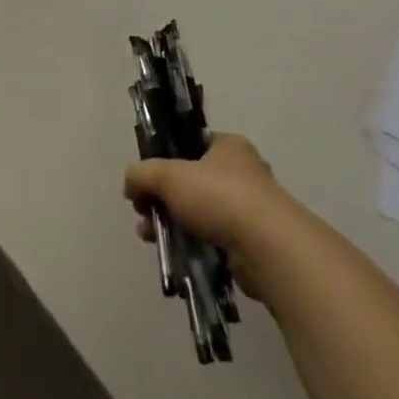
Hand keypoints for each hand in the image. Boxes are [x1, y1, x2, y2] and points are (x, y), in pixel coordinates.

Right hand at [123, 133, 300, 303]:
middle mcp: (242, 172)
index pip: (190, 145)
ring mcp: (249, 209)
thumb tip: (130, 184)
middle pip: (190, 181)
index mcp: (228, 146)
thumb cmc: (219, 197)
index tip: (145, 180)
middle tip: (142, 212)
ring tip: (150, 237)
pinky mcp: (251, 242)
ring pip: (198, 212)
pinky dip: (192, 244)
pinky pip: (212, 238)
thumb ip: (142, 174)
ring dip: (171, 222)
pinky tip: (173, 253)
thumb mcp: (168, 176)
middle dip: (161, 198)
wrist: (267, 248)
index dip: (164, 159)